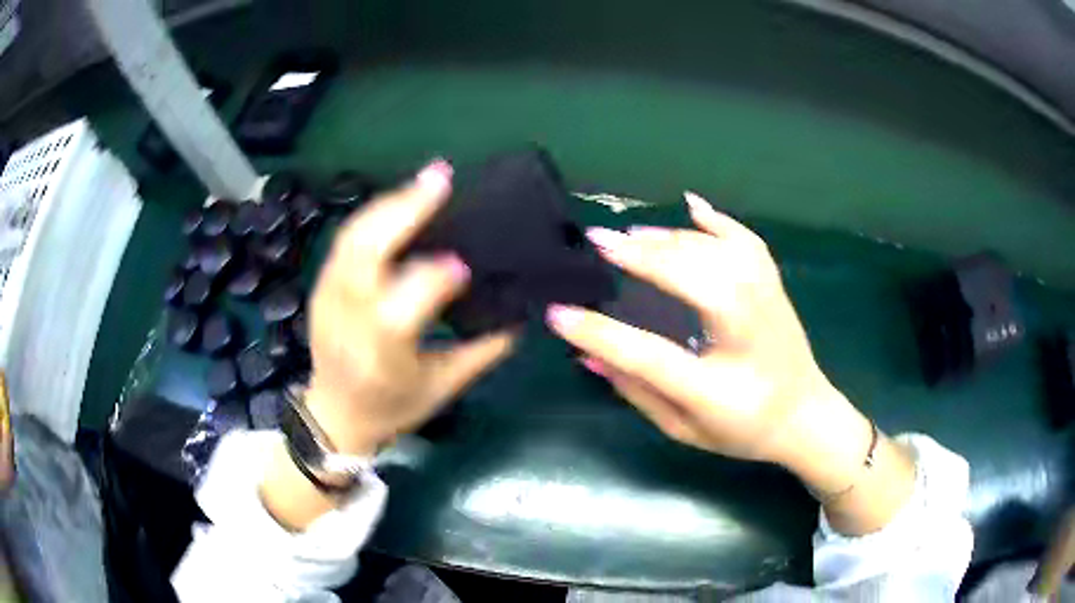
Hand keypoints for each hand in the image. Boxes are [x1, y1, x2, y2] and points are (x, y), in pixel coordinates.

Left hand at [304, 160, 515, 455]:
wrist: (334, 415)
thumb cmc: (392, 407)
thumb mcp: (443, 387)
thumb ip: (484, 351)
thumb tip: (522, 314)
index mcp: (381, 352)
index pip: (406, 301)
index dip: (437, 277)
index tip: (466, 264)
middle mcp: (348, 318)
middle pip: (367, 251)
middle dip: (404, 209)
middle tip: (441, 178)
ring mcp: (328, 296)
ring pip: (353, 236)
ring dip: (390, 203)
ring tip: (426, 181)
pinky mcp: (321, 285)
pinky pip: (346, 240)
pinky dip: (375, 215)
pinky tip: (400, 202)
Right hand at [545, 192, 861, 471]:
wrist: (806, 416)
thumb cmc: (743, 430)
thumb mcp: (683, 429)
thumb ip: (637, 392)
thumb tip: (588, 355)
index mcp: (717, 388)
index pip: (650, 356)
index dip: (600, 332)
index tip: (559, 312)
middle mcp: (745, 335)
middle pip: (692, 282)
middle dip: (640, 258)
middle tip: (597, 242)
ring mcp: (766, 304)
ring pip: (717, 254)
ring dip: (670, 239)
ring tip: (631, 235)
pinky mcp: (775, 286)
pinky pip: (746, 241)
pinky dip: (716, 220)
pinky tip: (691, 205)